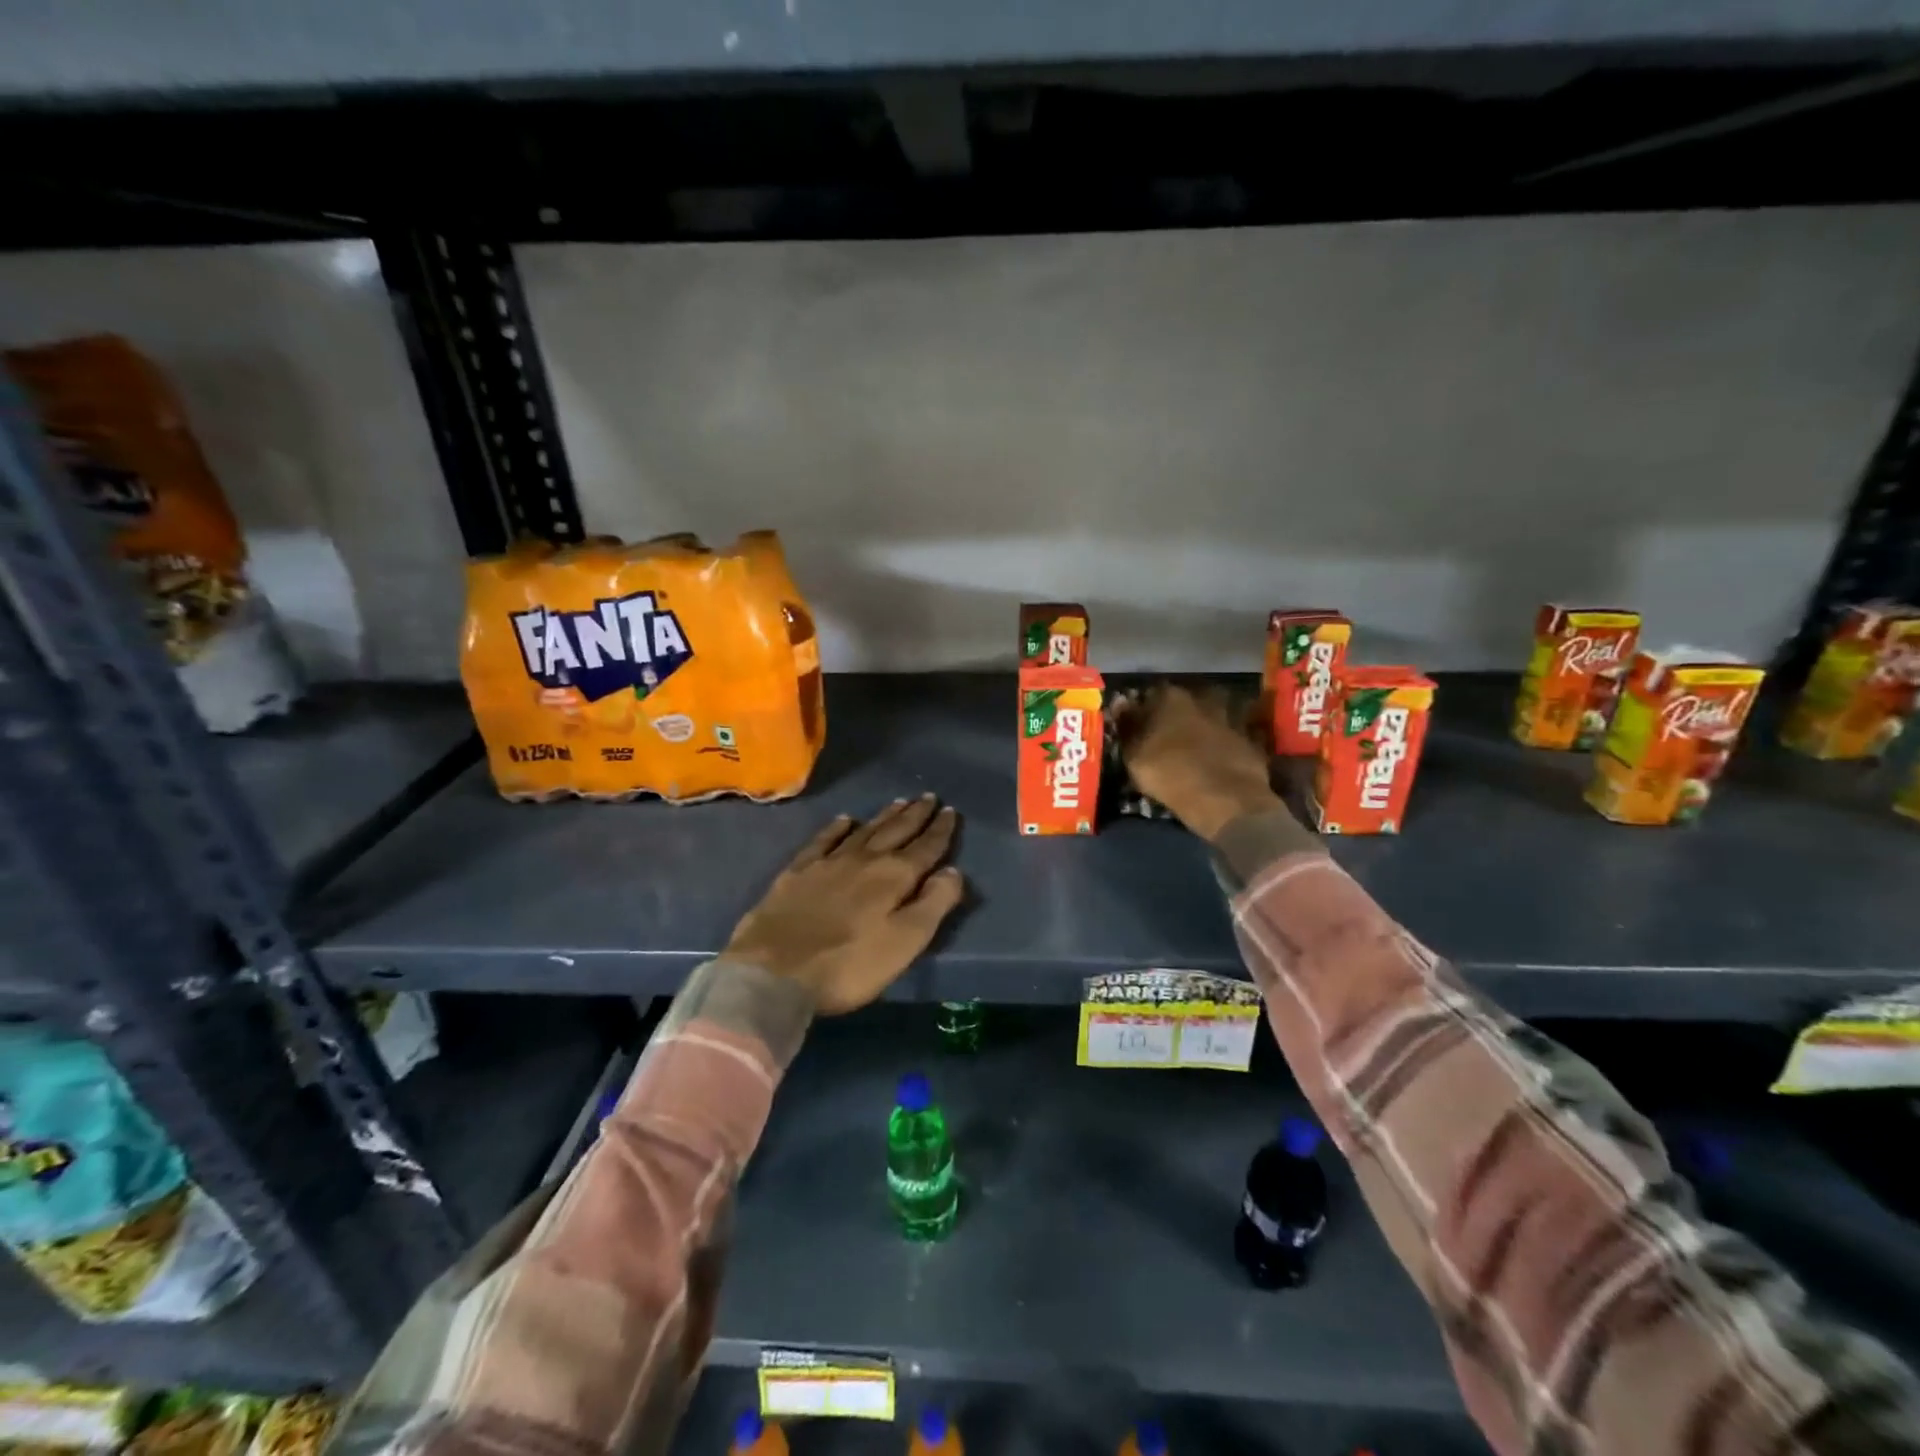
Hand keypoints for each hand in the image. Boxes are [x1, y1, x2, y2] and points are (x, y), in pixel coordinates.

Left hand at [723, 795, 965, 1013]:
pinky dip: (836, 828)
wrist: (774, 972)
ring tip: (899, 802)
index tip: (951, 811)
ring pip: (864, 831)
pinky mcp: (797, 872)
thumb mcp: (904, 942)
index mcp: (894, 877)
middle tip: (929, 796)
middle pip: (895, 831)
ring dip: (884, 816)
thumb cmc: (849, 965)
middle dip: (915, 815)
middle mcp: (864, 860)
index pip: (925, 848)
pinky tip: (844, 820)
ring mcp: (828, 863)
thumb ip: (933, 904)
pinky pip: (823, 841)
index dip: (940, 830)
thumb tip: (954, 871)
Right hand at [1116, 684, 1284, 841]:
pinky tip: (1213, 760)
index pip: (1149, 695)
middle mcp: (1201, 698)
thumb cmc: (1170, 774)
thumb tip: (1121, 704)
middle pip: (1182, 703)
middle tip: (1164, 738)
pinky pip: (1228, 737)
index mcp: (1169, 697)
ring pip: (1208, 718)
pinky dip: (1221, 745)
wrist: (1226, 799)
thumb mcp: (1134, 755)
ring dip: (1200, 728)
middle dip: (1173, 717)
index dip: (1141, 711)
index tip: (1137, 727)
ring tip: (1189, 749)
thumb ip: (1127, 727)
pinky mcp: (1249, 739)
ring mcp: (1229, 717)